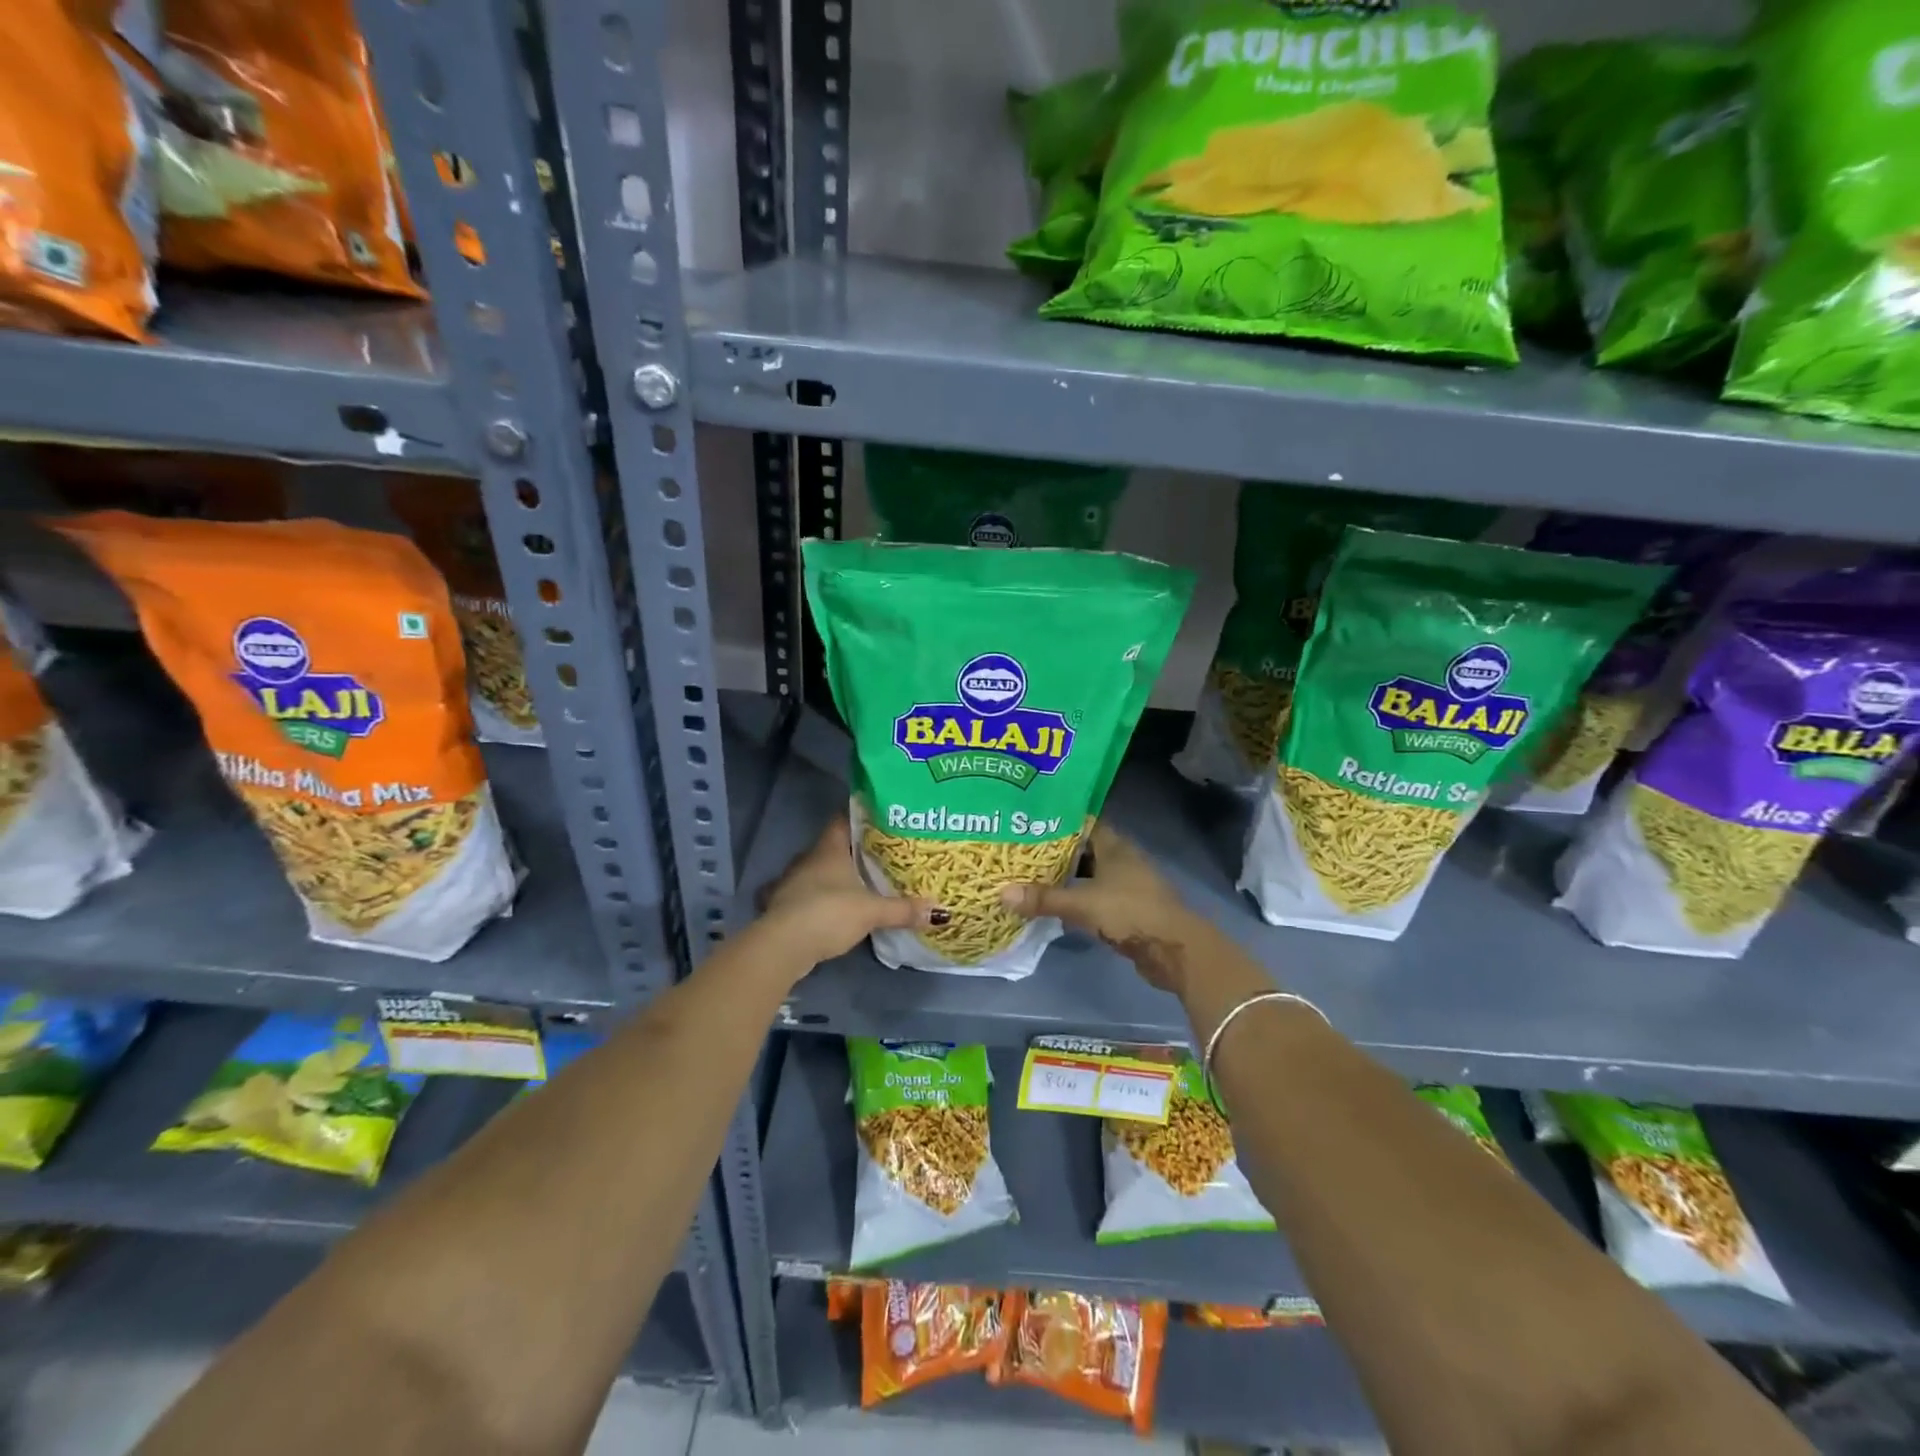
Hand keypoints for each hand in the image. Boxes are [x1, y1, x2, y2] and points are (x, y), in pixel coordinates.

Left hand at [757, 816, 935, 967]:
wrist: (783, 945)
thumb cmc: (829, 913)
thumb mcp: (872, 911)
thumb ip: (903, 910)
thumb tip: (940, 912)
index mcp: (828, 849)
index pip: (842, 820)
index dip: (860, 818)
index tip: (880, 821)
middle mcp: (807, 859)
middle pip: (831, 847)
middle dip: (852, 851)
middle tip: (878, 856)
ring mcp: (791, 882)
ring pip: (816, 872)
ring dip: (833, 877)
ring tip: (859, 883)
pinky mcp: (783, 906)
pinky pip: (806, 895)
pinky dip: (818, 899)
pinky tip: (832, 909)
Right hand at [999, 822, 1198, 994]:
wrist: (1176, 951)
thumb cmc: (1131, 913)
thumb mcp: (1083, 904)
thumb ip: (1044, 899)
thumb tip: (1002, 893)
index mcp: (1115, 847)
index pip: (1084, 823)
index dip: (1059, 822)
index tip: (1029, 822)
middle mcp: (1122, 860)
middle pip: (1084, 850)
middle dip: (1056, 851)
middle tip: (1021, 851)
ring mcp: (1127, 886)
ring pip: (1090, 875)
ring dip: (1066, 877)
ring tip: (1030, 877)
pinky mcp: (1128, 910)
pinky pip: (1095, 897)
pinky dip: (1077, 899)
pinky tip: (1055, 904)